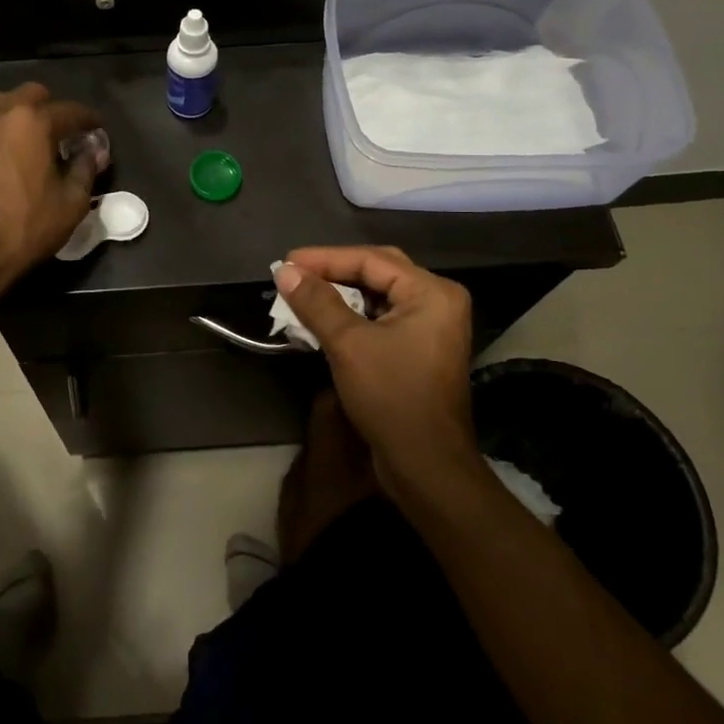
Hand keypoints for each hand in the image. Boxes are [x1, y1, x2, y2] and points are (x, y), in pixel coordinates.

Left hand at [0, 84, 107, 289]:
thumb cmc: (25, 228)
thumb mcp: (71, 204)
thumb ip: (85, 169)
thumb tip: (93, 150)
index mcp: (32, 122)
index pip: (70, 110)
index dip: (88, 119)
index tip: (97, 128)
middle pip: (28, 95)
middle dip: (49, 107)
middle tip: (58, 131)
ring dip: (14, 116)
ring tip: (21, 140)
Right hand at [274, 246, 477, 493]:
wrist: (426, 465)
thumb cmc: (391, 396)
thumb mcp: (348, 344)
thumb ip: (316, 302)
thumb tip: (285, 271)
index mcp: (432, 293)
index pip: (371, 260)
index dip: (324, 258)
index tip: (286, 262)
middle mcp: (438, 301)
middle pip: (378, 271)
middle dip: (334, 271)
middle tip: (295, 272)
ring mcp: (432, 326)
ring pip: (378, 295)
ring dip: (340, 294)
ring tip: (303, 292)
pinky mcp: (420, 348)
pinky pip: (382, 317)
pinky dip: (352, 315)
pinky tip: (324, 318)